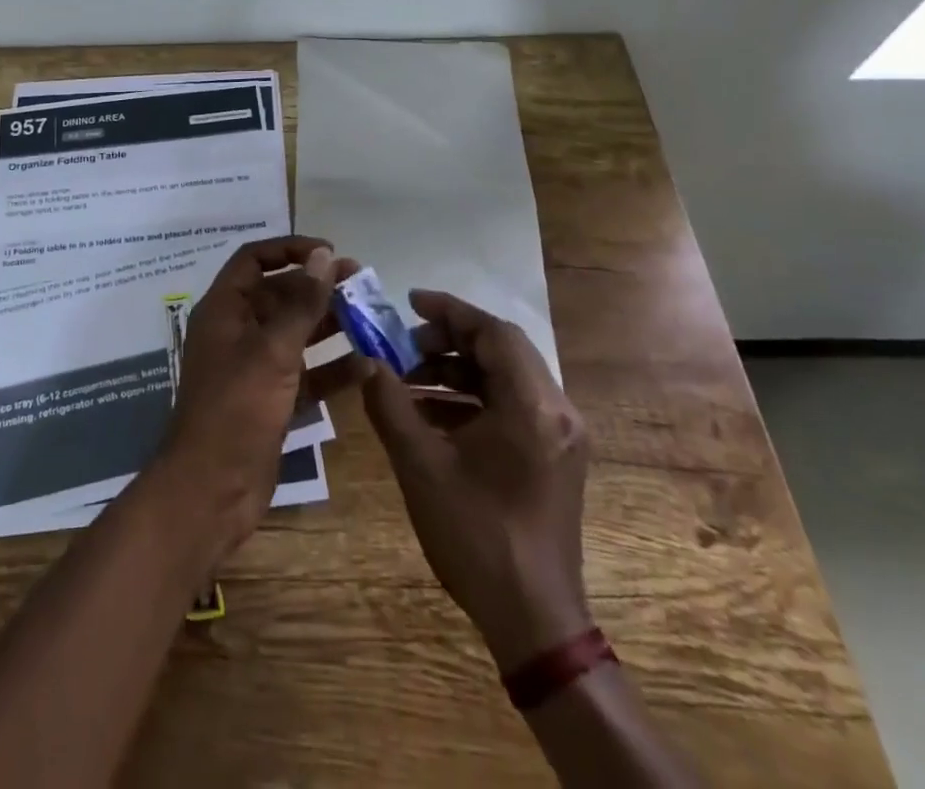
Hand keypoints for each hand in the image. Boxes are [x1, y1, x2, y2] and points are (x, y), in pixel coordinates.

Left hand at [156, 236, 337, 558]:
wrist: (211, 490)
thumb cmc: (237, 408)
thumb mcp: (273, 350)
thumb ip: (301, 303)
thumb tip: (324, 255)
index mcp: (224, 309)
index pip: (254, 259)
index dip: (290, 249)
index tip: (330, 253)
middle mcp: (237, 331)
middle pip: (279, 295)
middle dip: (318, 288)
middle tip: (362, 284)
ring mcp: (253, 368)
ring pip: (295, 334)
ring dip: (330, 326)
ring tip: (372, 319)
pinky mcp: (270, 401)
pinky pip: (304, 374)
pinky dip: (331, 369)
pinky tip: (368, 367)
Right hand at [360, 290, 593, 670]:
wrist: (533, 620)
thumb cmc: (475, 535)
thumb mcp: (420, 464)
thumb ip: (389, 403)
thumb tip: (365, 362)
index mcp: (531, 406)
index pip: (494, 332)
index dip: (450, 311)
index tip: (409, 303)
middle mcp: (556, 412)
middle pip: (503, 351)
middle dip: (450, 340)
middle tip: (404, 344)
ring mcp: (559, 437)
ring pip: (506, 378)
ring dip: (458, 370)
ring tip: (409, 379)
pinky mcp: (554, 458)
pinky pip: (512, 407)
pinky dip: (472, 399)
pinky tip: (431, 414)